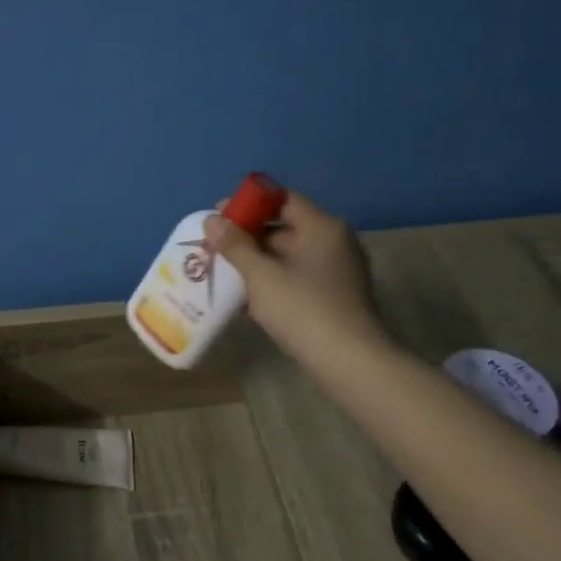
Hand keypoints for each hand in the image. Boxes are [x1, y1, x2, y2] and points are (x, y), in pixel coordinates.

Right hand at [202, 190, 386, 362]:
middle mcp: (334, 242)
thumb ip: (235, 245)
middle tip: (216, 248)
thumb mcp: (261, 276)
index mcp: (322, 227)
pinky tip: (247, 299)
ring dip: (258, 263)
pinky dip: (273, 282)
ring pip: (290, 257)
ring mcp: (337, 271)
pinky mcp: (334, 297)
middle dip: (249, 237)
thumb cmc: (303, 309)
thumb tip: (212, 220)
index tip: (219, 216)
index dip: (249, 204)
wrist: (348, 361)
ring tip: (225, 273)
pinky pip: (298, 279)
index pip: (282, 200)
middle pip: (286, 228)